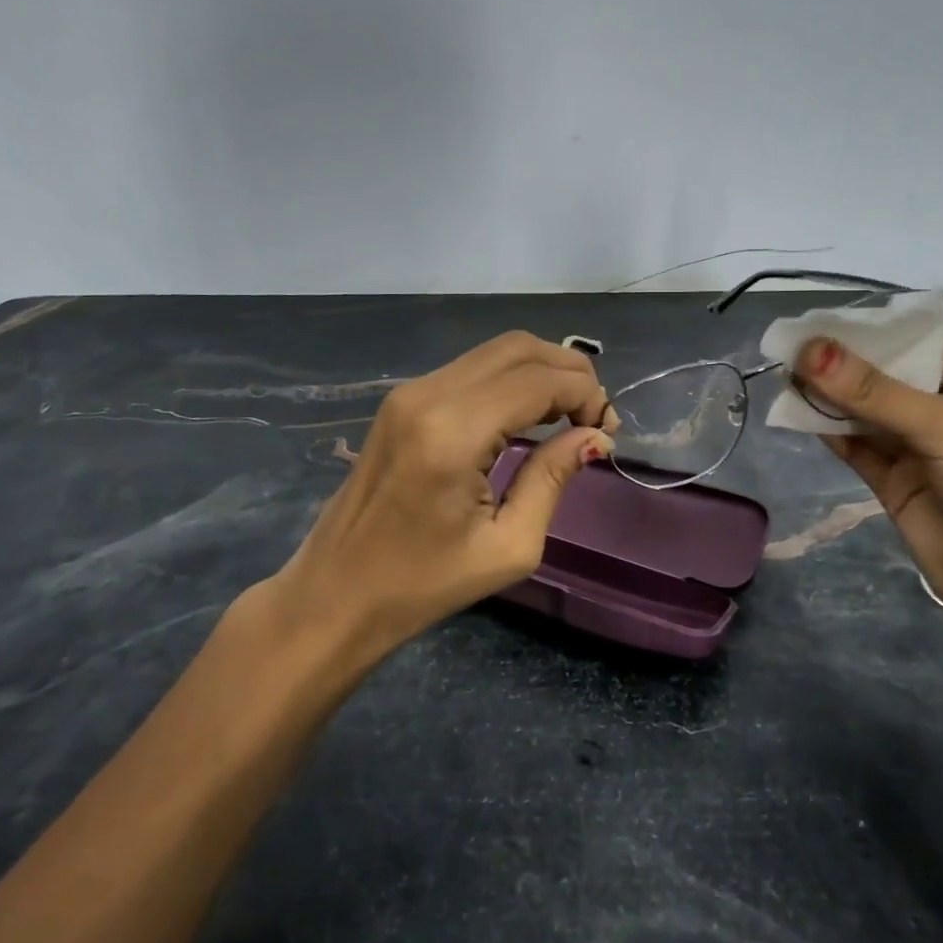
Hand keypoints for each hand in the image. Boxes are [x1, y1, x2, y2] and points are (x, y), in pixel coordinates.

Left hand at [274, 332, 616, 658]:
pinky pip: (471, 370)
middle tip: (593, 418)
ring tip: (568, 416)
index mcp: (453, 433)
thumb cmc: (423, 585)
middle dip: (569, 373)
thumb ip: (553, 479)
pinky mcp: (401, 400)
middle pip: (518, 348)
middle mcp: (428, 394)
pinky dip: (511, 380)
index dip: (585, 395)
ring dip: (541, 372)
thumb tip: (594, 437)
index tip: (607, 430)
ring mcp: (409, 391)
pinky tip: (528, 416)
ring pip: (495, 351)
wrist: (335, 593)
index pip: (538, 381)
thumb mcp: (508, 547)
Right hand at [792, 333, 942, 643]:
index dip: (870, 333)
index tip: (818, 321)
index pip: (918, 345)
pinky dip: (828, 430)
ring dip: (829, 396)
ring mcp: (919, 449)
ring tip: (786, 376)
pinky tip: (798, 413)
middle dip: (842, 365)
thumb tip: (808, 350)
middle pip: (886, 377)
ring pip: (865, 412)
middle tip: (790, 347)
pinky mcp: (893, 482)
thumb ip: (874, 392)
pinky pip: (855, 446)